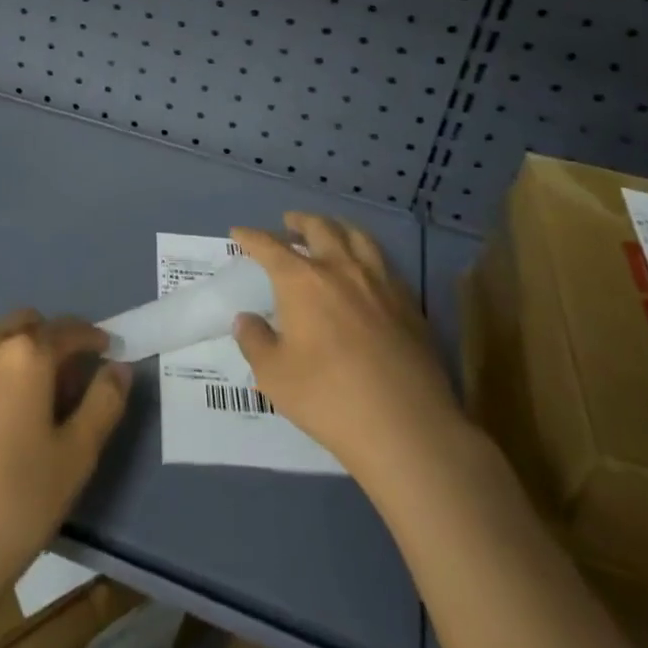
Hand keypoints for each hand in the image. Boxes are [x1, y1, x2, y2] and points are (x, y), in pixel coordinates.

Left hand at [0, 309, 129, 610]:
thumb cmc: (14, 509)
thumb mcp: (76, 459)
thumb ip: (104, 402)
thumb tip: (117, 368)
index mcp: (24, 355)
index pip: (67, 329)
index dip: (89, 338)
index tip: (101, 353)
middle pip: (21, 327)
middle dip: (44, 343)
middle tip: (56, 383)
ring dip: (3, 366)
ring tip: (9, 415)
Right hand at [232, 212, 463, 486]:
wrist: (406, 425)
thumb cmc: (329, 397)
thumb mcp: (274, 376)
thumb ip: (255, 342)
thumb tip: (245, 320)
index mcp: (302, 281)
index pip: (270, 246)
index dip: (251, 237)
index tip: (239, 233)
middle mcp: (340, 269)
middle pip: (319, 228)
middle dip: (300, 221)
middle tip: (289, 222)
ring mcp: (379, 282)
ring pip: (357, 237)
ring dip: (337, 228)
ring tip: (330, 232)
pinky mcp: (408, 302)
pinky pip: (383, 262)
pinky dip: (366, 255)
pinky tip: (366, 271)